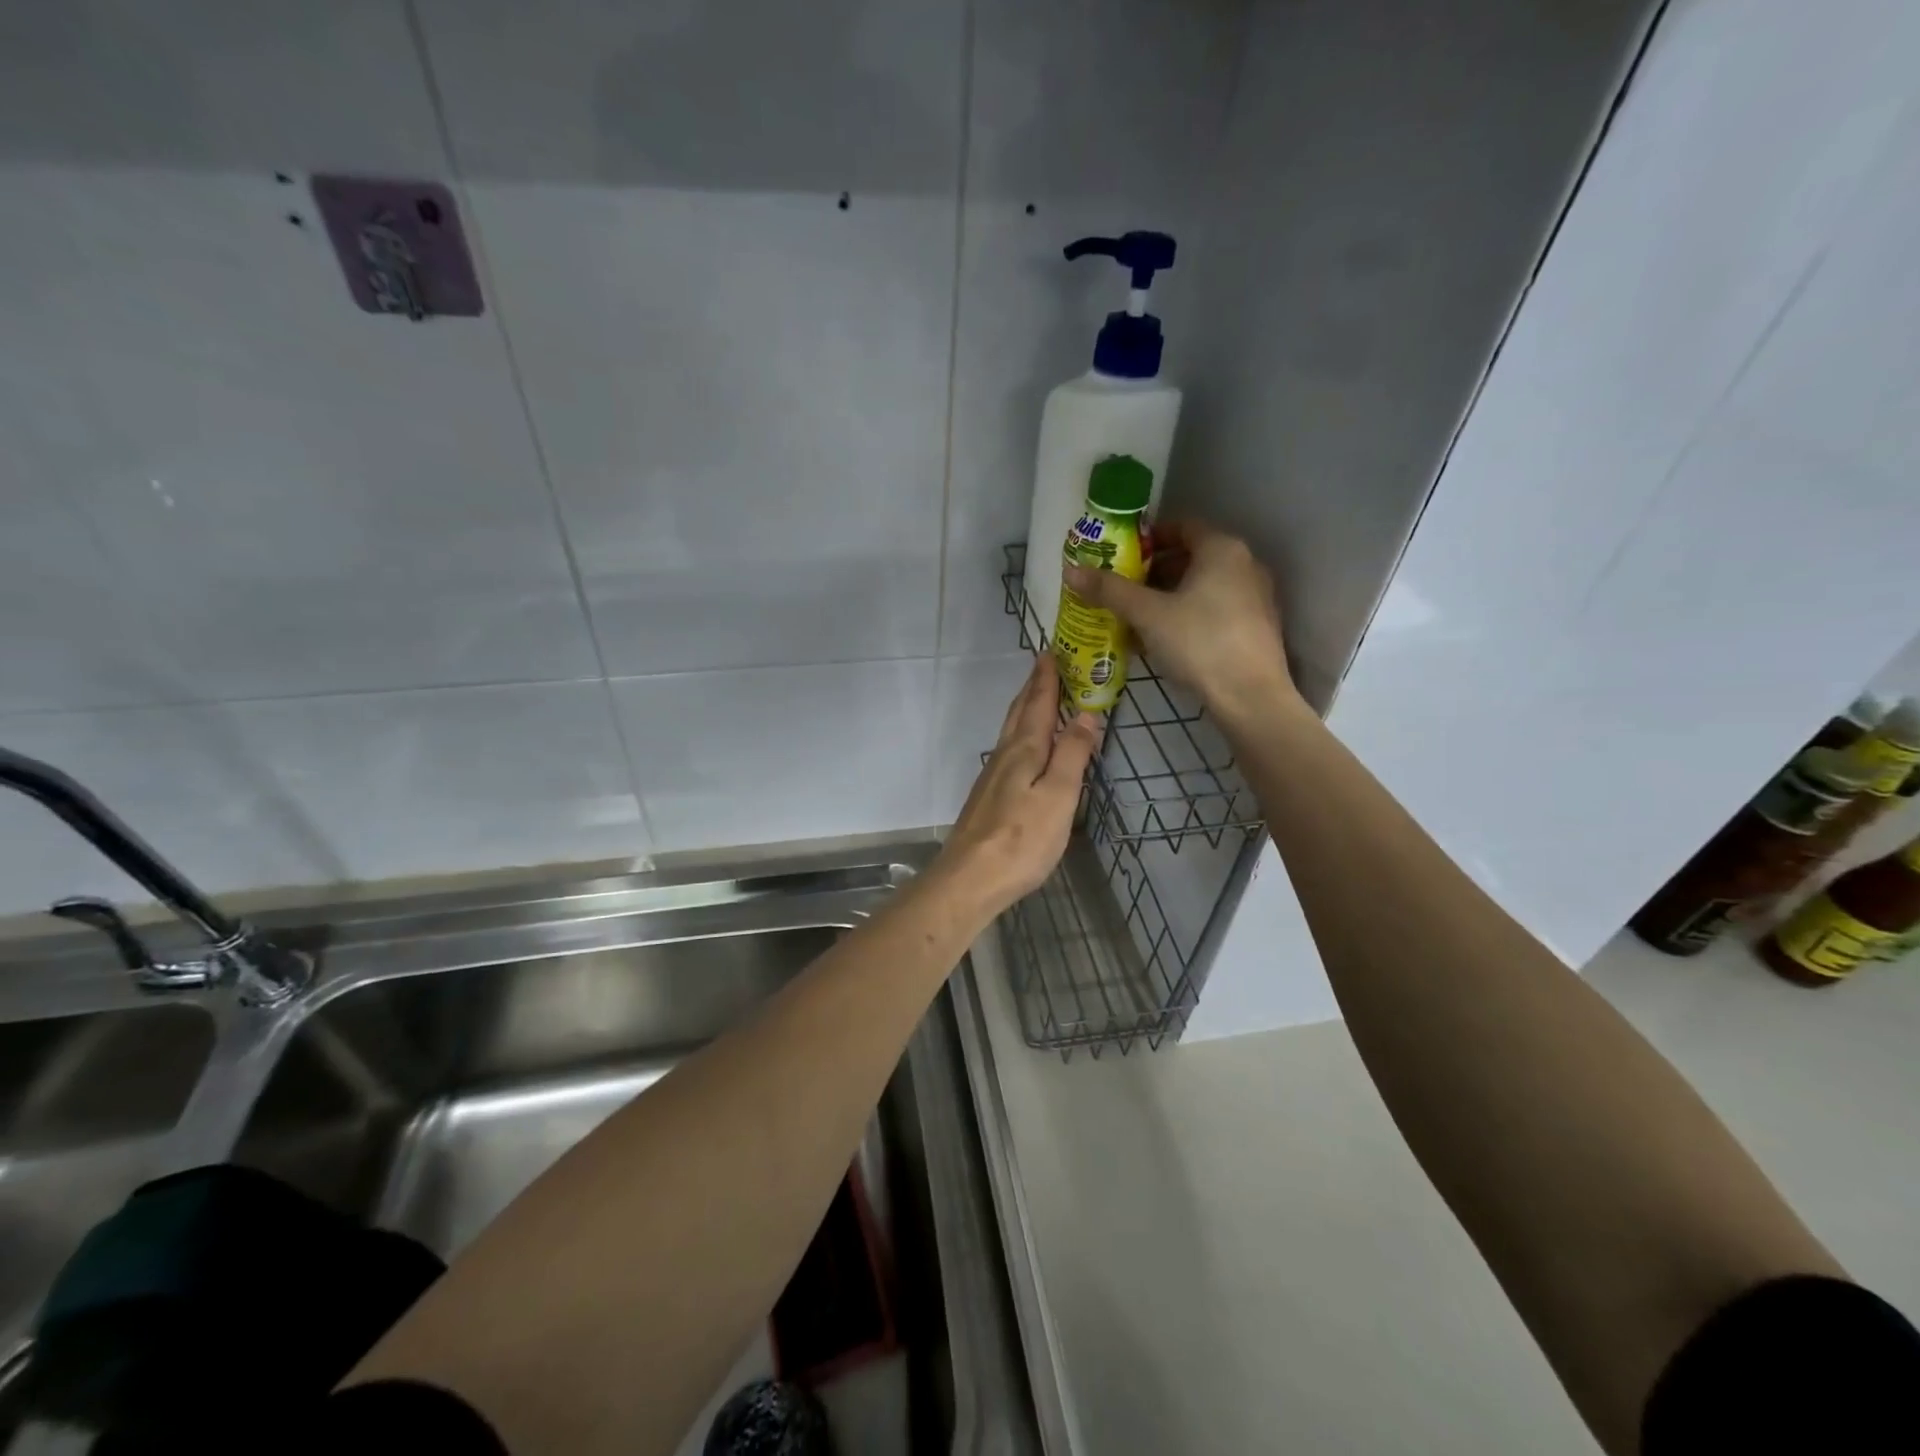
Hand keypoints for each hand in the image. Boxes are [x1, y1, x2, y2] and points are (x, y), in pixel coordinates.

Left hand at [939, 655, 1101, 914]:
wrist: (970, 878)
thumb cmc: (1022, 838)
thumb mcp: (1058, 795)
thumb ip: (1072, 754)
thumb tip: (1086, 712)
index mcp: (1024, 750)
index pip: (1038, 703)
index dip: (1047, 677)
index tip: (1052, 651)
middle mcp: (1004, 755)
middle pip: (1020, 712)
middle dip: (1034, 687)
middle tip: (1046, 665)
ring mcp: (992, 776)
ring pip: (1011, 731)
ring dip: (1026, 709)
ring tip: (1039, 698)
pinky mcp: (988, 796)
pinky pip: (1009, 750)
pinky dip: (1022, 735)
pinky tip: (1025, 747)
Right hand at [1064, 518, 1299, 721]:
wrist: (1250, 698)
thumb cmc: (1199, 643)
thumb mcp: (1147, 615)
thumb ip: (1110, 590)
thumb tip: (1071, 571)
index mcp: (1222, 549)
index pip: (1181, 527)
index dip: (1148, 539)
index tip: (1121, 556)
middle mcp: (1245, 565)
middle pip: (1191, 558)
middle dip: (1153, 572)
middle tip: (1122, 589)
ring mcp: (1255, 597)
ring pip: (1202, 587)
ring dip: (1168, 597)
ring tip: (1136, 618)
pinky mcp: (1257, 627)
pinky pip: (1214, 609)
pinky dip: (1187, 616)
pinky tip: (1163, 640)